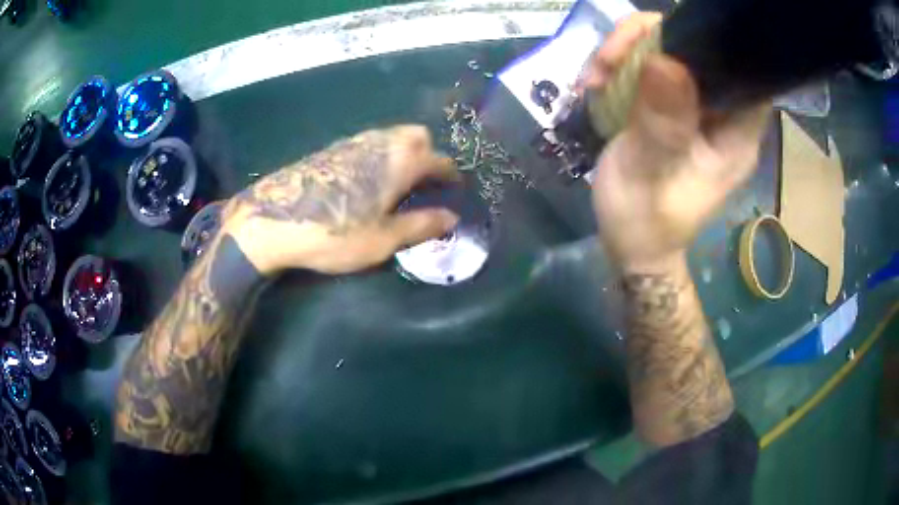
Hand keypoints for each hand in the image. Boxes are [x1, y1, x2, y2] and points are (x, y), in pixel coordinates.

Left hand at [222, 125, 459, 275]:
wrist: (273, 220)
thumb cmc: (335, 233)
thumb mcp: (384, 240)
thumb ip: (421, 225)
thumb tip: (452, 218)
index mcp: (402, 161)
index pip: (439, 161)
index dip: (451, 175)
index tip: (454, 189)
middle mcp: (381, 143)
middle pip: (417, 135)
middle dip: (428, 153)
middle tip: (424, 183)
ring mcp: (354, 142)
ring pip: (391, 137)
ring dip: (403, 152)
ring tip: (398, 183)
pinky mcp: (332, 149)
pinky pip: (369, 143)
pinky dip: (379, 155)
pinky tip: (367, 181)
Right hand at [585, 13, 770, 271]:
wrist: (632, 245)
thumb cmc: (646, 223)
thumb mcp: (650, 176)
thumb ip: (662, 124)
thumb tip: (664, 60)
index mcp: (736, 133)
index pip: (740, 68)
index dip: (707, 41)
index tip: (661, 39)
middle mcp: (722, 113)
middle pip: (699, 49)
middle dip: (652, 40)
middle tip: (609, 59)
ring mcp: (695, 106)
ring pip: (670, 51)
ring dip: (628, 51)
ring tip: (596, 77)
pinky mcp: (670, 105)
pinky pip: (649, 66)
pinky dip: (620, 65)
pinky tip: (597, 83)